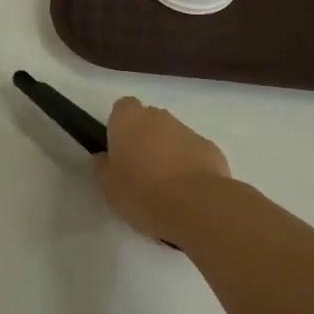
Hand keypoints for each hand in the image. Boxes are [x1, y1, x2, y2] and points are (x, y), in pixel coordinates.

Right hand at [95, 97, 229, 241]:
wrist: (196, 206)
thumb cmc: (141, 193)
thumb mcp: (107, 187)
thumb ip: (102, 167)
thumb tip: (103, 157)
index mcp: (128, 119)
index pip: (122, 108)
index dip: (120, 126)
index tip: (119, 150)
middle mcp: (158, 116)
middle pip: (148, 120)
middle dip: (145, 138)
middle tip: (139, 171)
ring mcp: (187, 130)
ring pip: (172, 136)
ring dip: (168, 152)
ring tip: (165, 188)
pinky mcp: (210, 148)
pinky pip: (193, 153)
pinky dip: (189, 166)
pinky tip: (187, 192)